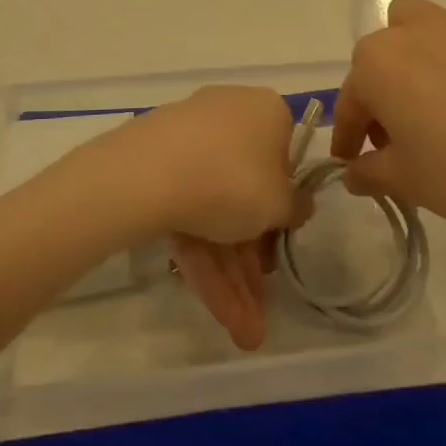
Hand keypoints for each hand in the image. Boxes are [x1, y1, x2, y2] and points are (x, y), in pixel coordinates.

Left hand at [66, 87, 303, 349]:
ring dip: (229, 275)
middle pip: (244, 196)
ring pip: (214, 211)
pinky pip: (186, 210)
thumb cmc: (234, 181)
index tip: (280, 246)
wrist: (146, 175)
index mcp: (266, 113)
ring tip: (241, 333)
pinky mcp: (153, 166)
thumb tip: (298, 204)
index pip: (283, 159)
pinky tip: (211, 305)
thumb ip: (296, 207)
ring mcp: (186, 141)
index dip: (282, 209)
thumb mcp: (280, 204)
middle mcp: (228, 117)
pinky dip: (199, 256)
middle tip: (258, 313)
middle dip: (250, 262)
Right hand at [330, 0, 445, 242]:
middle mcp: (414, 30)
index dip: (348, 134)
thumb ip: (368, 172)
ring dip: (415, 59)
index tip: (352, 161)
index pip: (350, 99)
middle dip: (379, 88)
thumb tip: (356, 172)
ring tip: (435, 102)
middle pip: (380, 52)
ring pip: (421, 28)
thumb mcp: (404, 180)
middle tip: (396, 132)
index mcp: (378, 63)